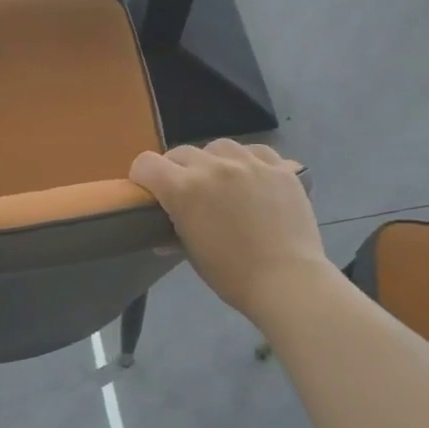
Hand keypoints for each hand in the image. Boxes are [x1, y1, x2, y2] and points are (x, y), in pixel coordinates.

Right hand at [129, 141, 331, 324]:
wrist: (286, 280)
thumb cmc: (231, 275)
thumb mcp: (192, 253)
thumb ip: (174, 233)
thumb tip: (162, 237)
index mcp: (184, 189)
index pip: (146, 164)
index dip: (142, 176)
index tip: (148, 190)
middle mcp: (214, 167)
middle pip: (181, 153)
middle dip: (175, 170)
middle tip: (185, 192)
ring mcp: (250, 163)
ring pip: (219, 147)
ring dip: (212, 161)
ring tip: (220, 181)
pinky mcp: (280, 168)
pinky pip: (257, 152)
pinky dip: (249, 161)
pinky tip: (252, 178)